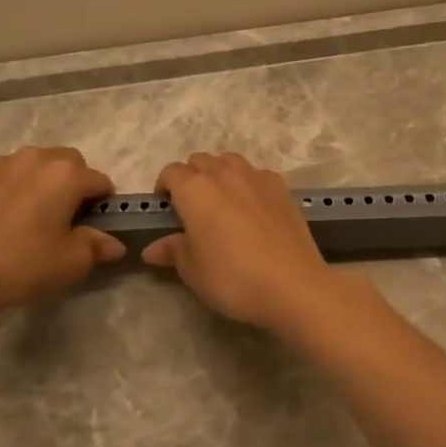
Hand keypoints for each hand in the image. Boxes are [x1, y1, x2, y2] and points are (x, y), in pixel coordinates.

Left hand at [0, 147, 124, 323]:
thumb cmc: (22, 266)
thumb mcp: (70, 263)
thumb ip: (97, 247)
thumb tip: (113, 243)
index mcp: (66, 175)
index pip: (99, 180)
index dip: (103, 203)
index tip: (95, 225)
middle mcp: (35, 158)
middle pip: (68, 163)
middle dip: (74, 183)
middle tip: (65, 218)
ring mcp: (0, 163)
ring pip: (34, 164)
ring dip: (42, 181)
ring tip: (31, 215)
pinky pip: (5, 173)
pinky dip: (12, 186)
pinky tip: (2, 216)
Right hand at [143, 152, 341, 332]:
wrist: (293, 285)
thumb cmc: (232, 278)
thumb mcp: (193, 270)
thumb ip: (172, 251)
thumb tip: (152, 248)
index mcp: (194, 190)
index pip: (171, 173)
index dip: (164, 188)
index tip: (166, 210)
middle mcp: (224, 174)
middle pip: (200, 161)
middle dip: (191, 177)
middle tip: (193, 208)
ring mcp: (257, 177)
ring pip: (230, 162)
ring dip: (220, 174)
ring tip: (223, 203)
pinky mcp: (283, 188)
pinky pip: (257, 174)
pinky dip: (248, 183)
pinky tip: (254, 209)